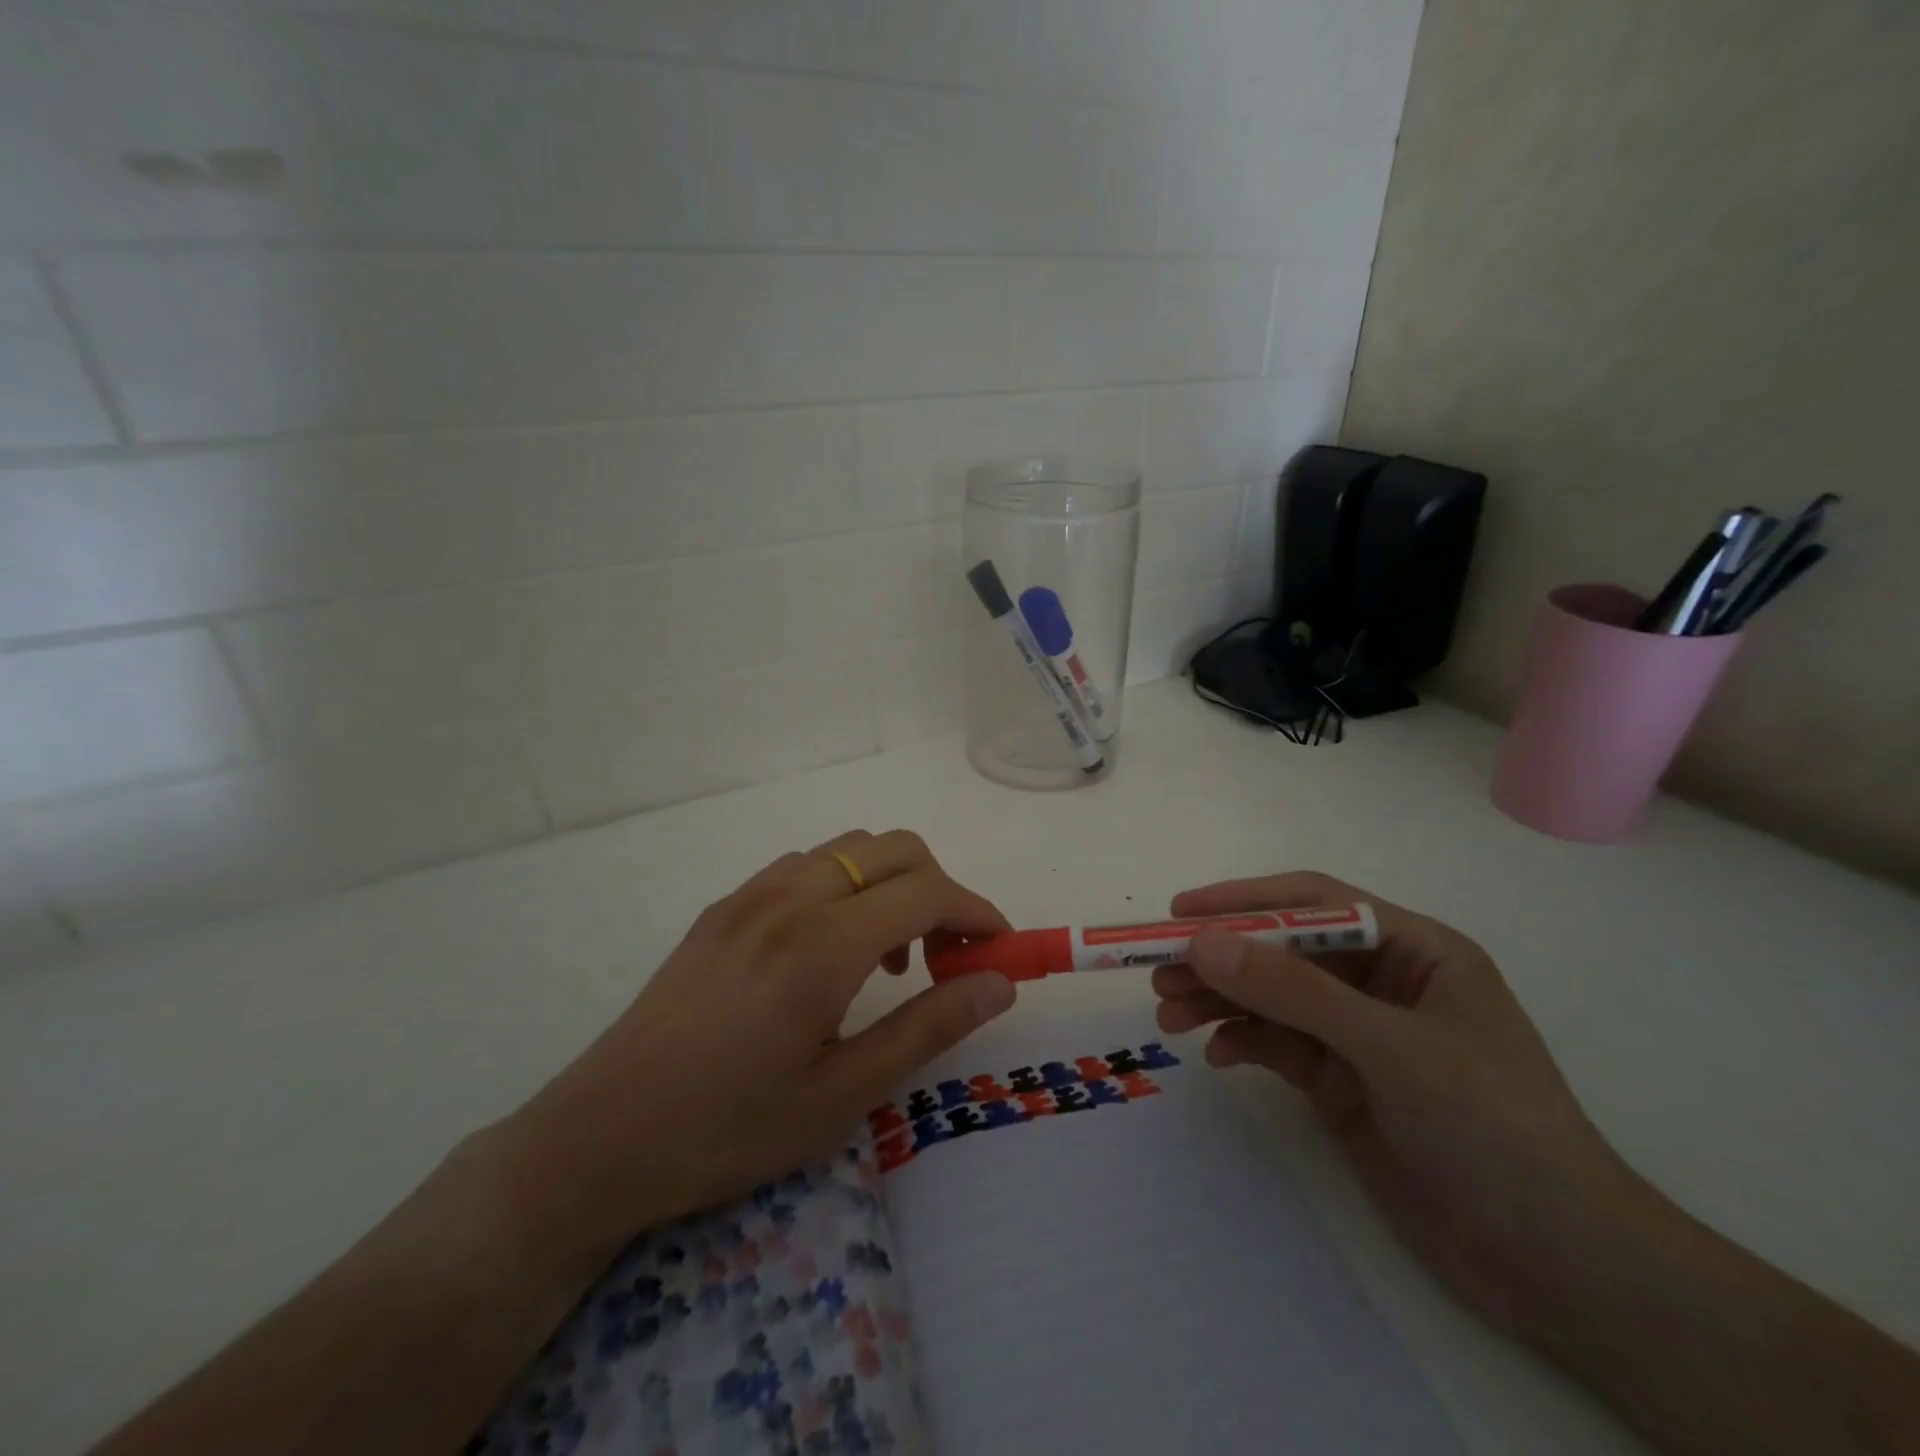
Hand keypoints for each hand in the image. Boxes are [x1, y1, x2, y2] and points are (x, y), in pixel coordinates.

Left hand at [493, 830, 1015, 1272]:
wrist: (600, 1137)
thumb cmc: (729, 1129)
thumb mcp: (842, 1095)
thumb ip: (928, 1027)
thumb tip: (998, 983)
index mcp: (823, 944)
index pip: (928, 892)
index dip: (977, 912)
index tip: (999, 951)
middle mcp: (790, 897)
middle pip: (894, 848)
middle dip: (940, 888)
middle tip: (946, 958)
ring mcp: (750, 895)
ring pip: (848, 848)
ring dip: (890, 884)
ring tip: (888, 958)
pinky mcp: (724, 907)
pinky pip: (805, 866)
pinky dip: (845, 885)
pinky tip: (830, 949)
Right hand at [1152, 871, 1651, 1339]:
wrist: (1563, 1270)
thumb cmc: (1495, 1130)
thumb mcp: (1391, 1049)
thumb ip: (1295, 992)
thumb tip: (1202, 944)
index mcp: (1413, 951)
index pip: (1314, 904)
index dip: (1244, 901)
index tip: (1180, 914)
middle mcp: (1382, 984)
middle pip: (1283, 952)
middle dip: (1221, 959)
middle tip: (1158, 973)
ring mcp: (1360, 1036)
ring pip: (1273, 999)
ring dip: (1220, 1001)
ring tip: (1168, 1015)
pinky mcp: (1344, 1084)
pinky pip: (1278, 1046)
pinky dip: (1243, 1043)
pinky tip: (1214, 1055)